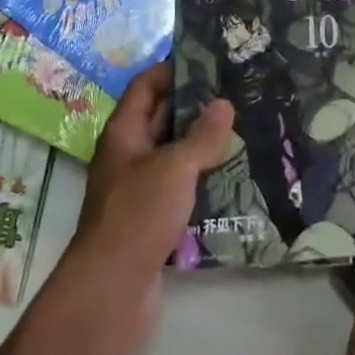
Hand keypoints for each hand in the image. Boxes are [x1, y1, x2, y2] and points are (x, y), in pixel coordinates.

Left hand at [62, 62, 234, 325]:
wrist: (111, 293)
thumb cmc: (137, 216)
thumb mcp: (174, 168)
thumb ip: (201, 136)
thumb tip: (224, 103)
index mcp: (124, 134)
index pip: (146, 86)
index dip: (173, 70)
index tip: (210, 61)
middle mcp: (128, 157)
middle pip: (161, 119)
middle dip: (195, 106)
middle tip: (237, 93)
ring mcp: (138, 190)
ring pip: (173, 155)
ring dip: (202, 145)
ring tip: (244, 130)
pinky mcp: (152, 221)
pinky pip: (179, 189)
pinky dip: (202, 180)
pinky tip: (234, 179)